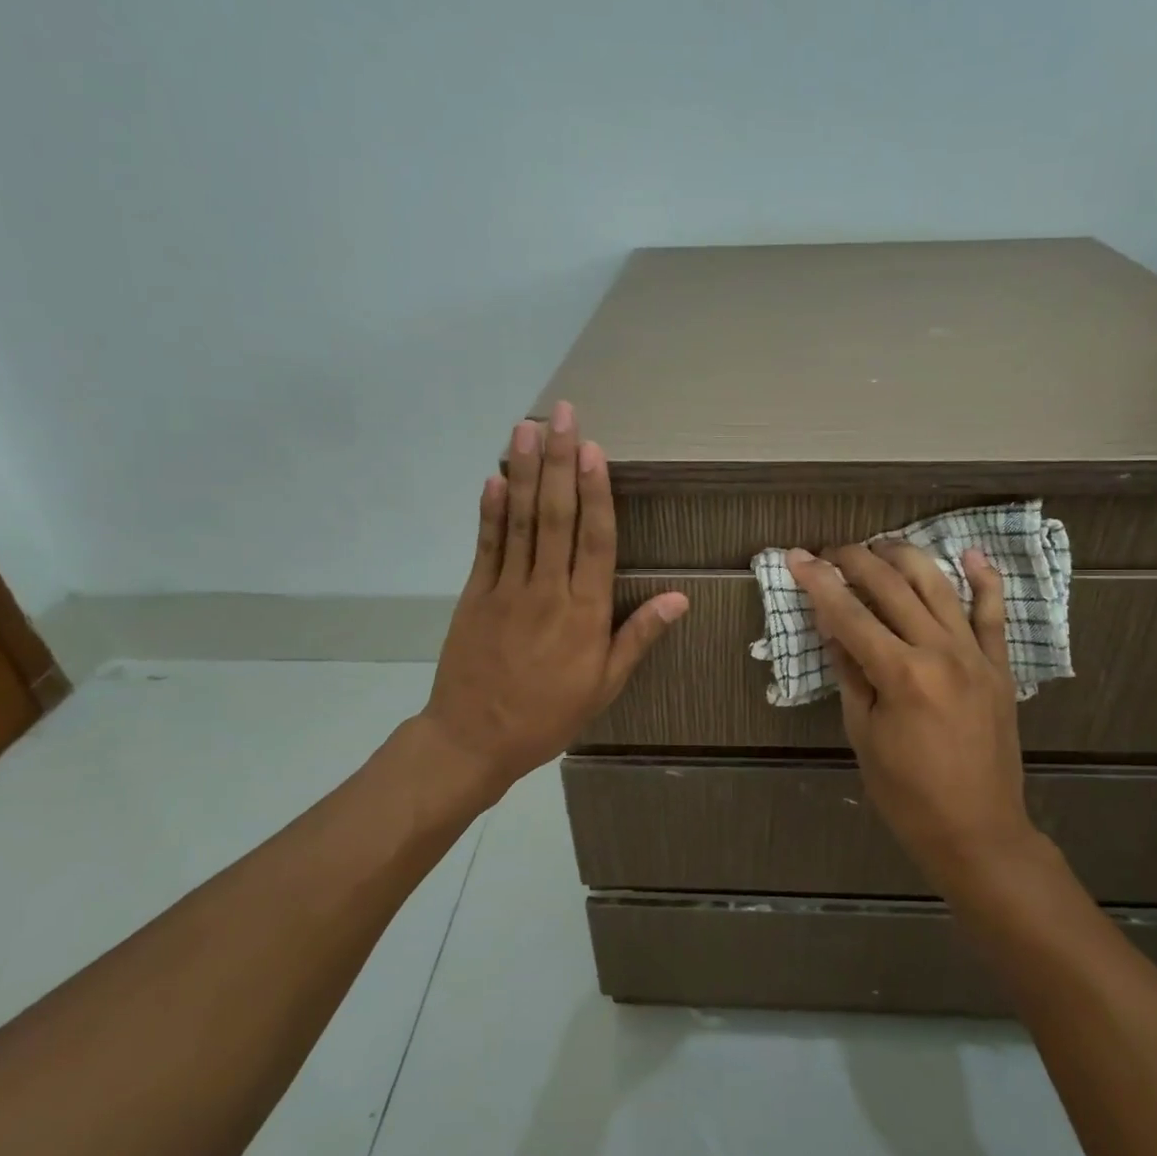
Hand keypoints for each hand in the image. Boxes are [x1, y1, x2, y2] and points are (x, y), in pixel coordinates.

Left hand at [418, 402, 687, 800]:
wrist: (475, 739)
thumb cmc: (549, 714)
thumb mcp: (605, 685)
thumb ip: (639, 636)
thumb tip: (681, 597)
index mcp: (585, 613)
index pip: (595, 541)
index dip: (596, 493)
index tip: (595, 451)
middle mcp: (547, 590)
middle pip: (556, 517)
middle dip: (561, 463)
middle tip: (563, 416)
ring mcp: (507, 589)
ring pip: (521, 521)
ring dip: (526, 472)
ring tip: (529, 428)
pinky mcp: (476, 594)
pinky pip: (487, 545)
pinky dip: (492, 510)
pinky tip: (496, 477)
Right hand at [786, 541, 1038, 889]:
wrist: (977, 831)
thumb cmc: (907, 794)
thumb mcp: (863, 735)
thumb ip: (850, 674)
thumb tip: (834, 628)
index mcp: (901, 675)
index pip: (849, 614)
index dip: (818, 582)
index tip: (796, 557)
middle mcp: (940, 652)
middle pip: (892, 587)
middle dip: (856, 560)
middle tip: (831, 551)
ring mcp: (976, 655)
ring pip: (939, 586)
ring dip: (906, 557)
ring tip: (880, 546)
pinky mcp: (998, 666)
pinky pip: (994, 614)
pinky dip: (984, 580)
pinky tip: (969, 554)